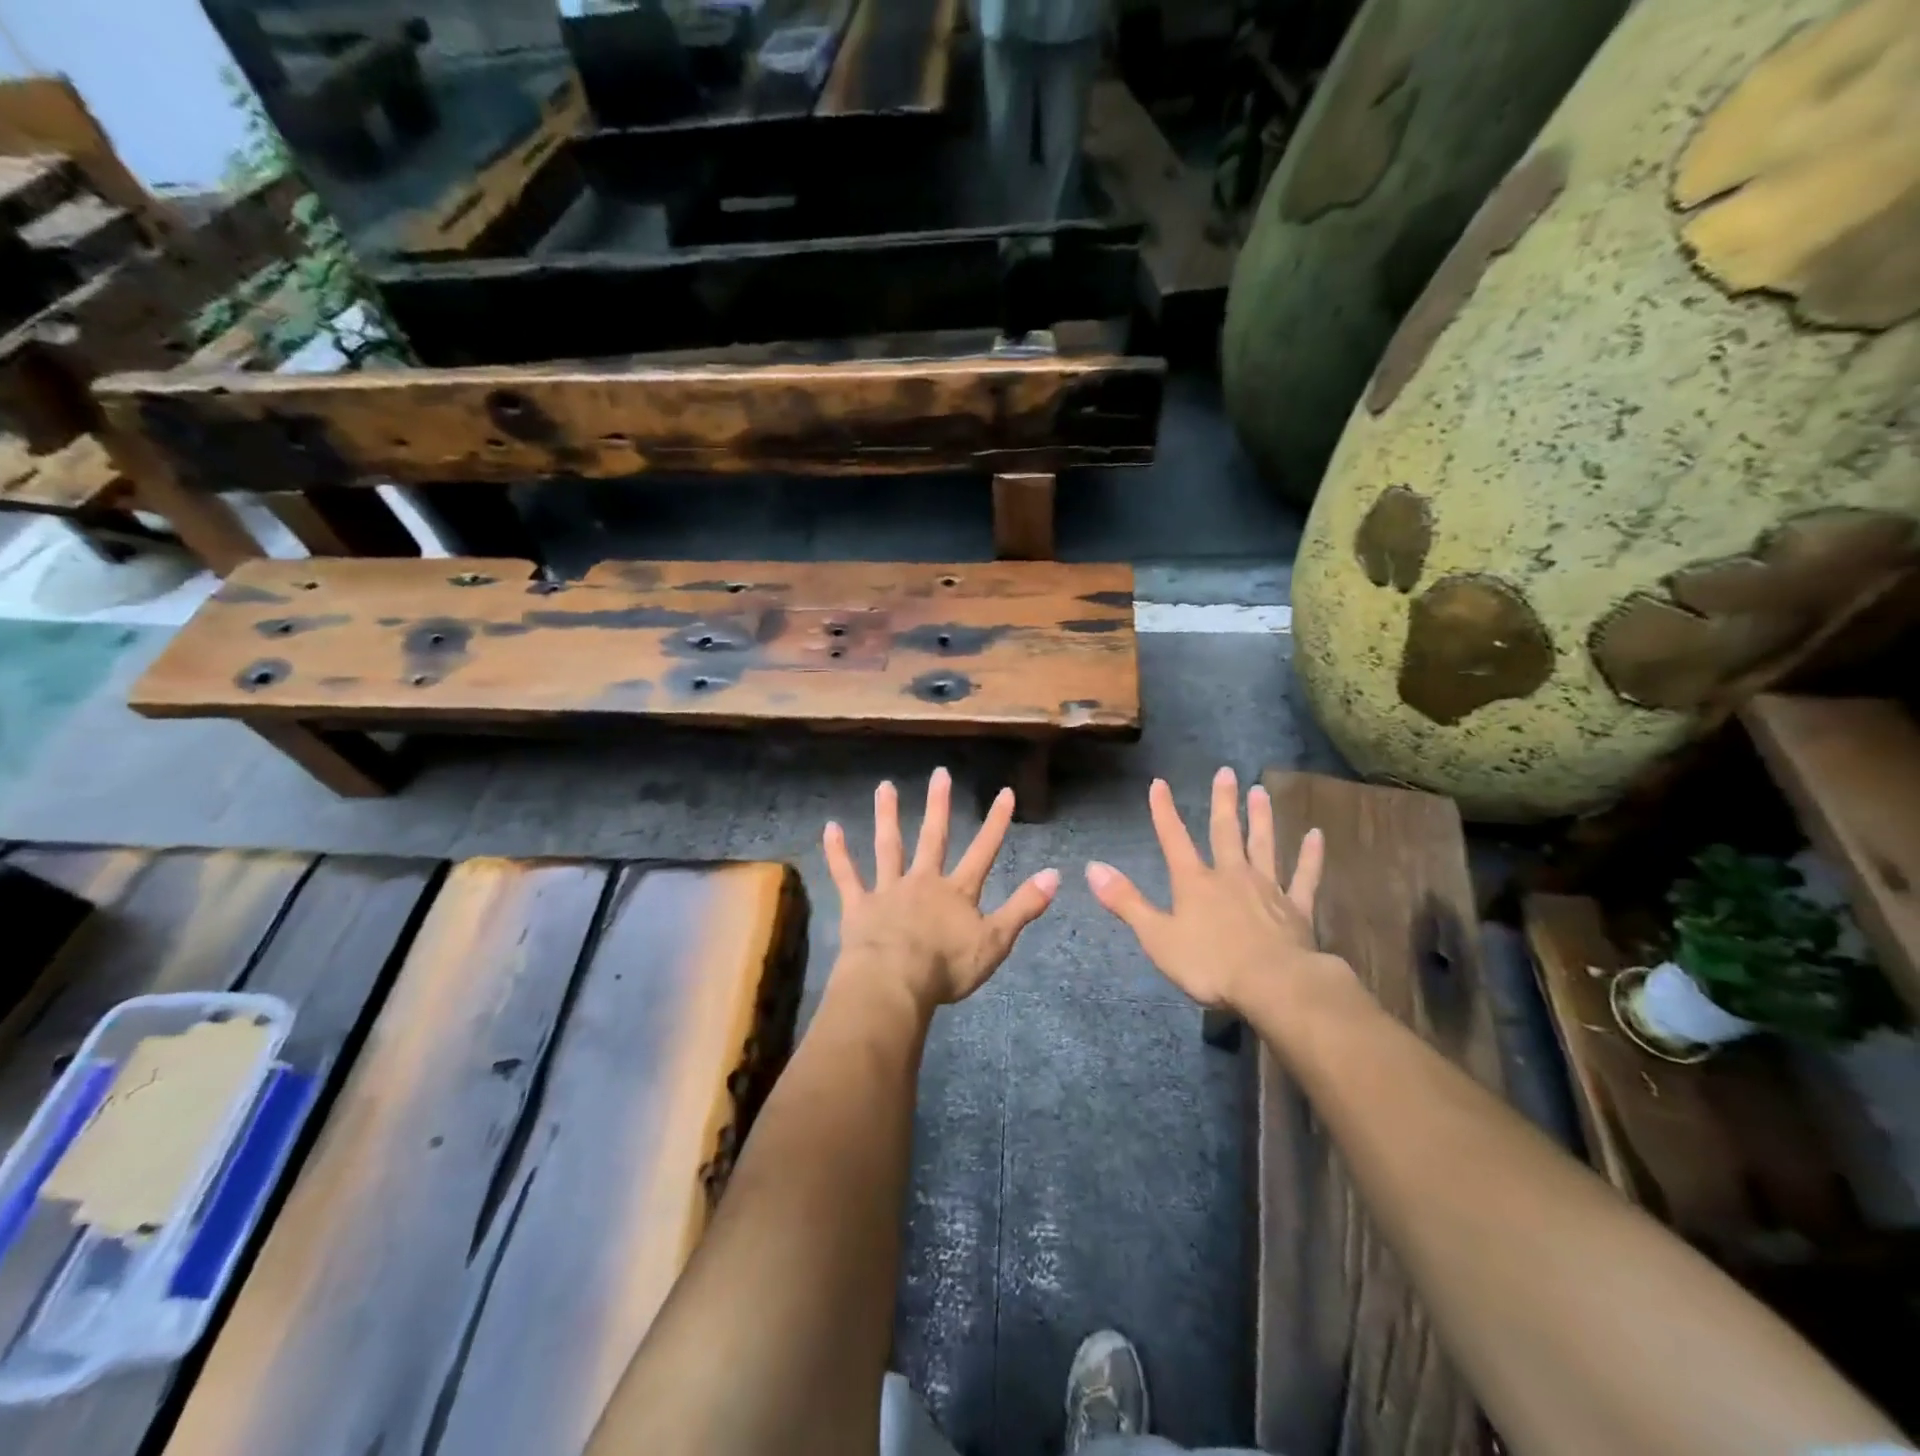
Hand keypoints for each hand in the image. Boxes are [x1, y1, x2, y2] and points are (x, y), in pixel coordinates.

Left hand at [824, 768, 1059, 1012]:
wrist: (895, 983)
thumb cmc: (948, 966)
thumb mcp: (996, 941)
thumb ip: (1024, 907)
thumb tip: (1055, 875)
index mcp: (957, 892)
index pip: (984, 851)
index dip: (996, 822)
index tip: (1005, 791)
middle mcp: (924, 882)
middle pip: (934, 838)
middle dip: (939, 805)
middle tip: (939, 773)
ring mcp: (889, 890)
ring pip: (889, 846)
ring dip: (887, 816)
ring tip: (884, 786)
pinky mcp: (860, 906)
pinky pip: (847, 875)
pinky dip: (838, 853)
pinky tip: (830, 828)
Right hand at [1086, 768, 1346, 1014]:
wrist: (1274, 985)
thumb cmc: (1210, 964)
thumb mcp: (1157, 936)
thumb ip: (1126, 901)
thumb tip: (1092, 867)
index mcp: (1194, 883)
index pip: (1174, 839)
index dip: (1164, 811)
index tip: (1159, 783)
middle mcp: (1231, 876)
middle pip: (1224, 832)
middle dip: (1222, 802)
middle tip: (1226, 771)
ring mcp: (1267, 889)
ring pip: (1263, 845)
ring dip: (1261, 818)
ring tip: (1260, 791)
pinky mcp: (1296, 908)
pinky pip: (1304, 876)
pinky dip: (1310, 856)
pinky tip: (1316, 835)